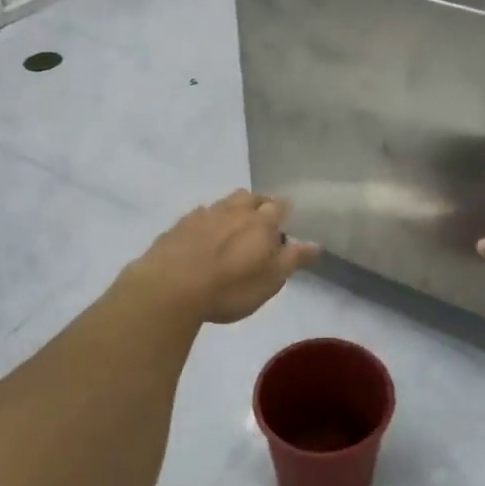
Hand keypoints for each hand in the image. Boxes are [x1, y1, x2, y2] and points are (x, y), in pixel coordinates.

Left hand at [128, 191, 319, 325]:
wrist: (169, 288)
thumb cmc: (229, 289)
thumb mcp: (269, 281)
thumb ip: (292, 259)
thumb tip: (315, 244)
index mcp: (261, 223)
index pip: (279, 206)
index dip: (284, 211)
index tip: (286, 221)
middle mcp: (234, 211)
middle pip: (250, 197)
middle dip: (259, 204)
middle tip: (261, 223)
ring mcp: (204, 215)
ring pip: (224, 202)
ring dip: (232, 210)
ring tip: (233, 228)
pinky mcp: (179, 225)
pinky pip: (199, 215)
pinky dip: (207, 221)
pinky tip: (203, 237)